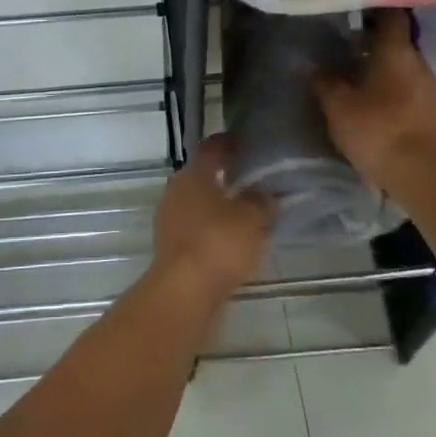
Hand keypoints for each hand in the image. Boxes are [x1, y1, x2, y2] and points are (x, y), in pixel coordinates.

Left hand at [151, 134, 270, 301]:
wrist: (184, 292)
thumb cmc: (219, 243)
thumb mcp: (252, 217)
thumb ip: (261, 201)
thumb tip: (265, 193)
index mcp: (193, 174)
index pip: (212, 148)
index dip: (230, 144)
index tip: (247, 144)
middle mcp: (176, 191)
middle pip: (203, 176)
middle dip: (226, 176)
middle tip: (254, 179)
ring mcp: (170, 220)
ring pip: (199, 204)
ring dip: (220, 206)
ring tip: (250, 211)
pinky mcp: (171, 248)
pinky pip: (197, 230)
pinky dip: (214, 230)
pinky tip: (235, 240)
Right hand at [314, 9, 435, 195]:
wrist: (423, 174)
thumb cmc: (378, 129)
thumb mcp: (338, 106)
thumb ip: (324, 81)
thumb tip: (312, 64)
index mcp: (395, 50)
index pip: (390, 13)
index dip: (372, 5)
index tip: (351, 4)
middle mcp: (416, 60)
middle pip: (395, 38)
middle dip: (371, 36)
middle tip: (342, 37)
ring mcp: (426, 85)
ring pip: (400, 61)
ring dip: (379, 61)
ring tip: (351, 66)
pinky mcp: (428, 108)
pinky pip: (405, 83)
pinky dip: (388, 81)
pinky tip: (368, 92)